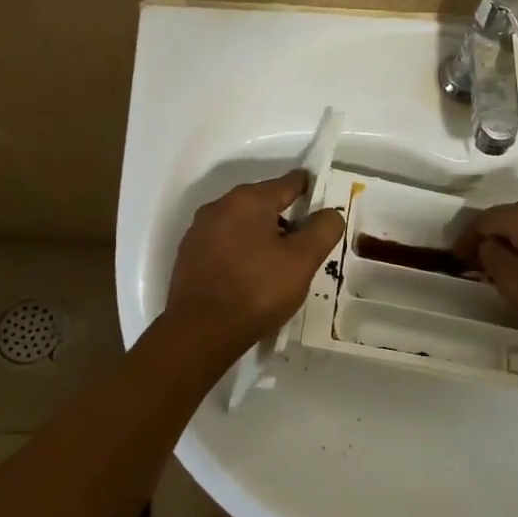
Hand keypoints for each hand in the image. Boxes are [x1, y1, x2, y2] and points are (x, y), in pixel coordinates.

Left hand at [166, 170, 344, 351]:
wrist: (200, 333)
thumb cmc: (257, 291)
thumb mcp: (302, 261)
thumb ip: (323, 229)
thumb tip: (329, 213)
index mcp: (247, 200)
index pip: (288, 183)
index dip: (310, 190)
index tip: (325, 202)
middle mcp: (219, 206)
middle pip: (263, 203)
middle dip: (286, 218)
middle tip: (306, 244)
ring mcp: (199, 231)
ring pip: (242, 224)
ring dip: (262, 236)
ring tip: (280, 265)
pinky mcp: (188, 255)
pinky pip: (225, 243)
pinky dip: (242, 251)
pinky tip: (251, 276)